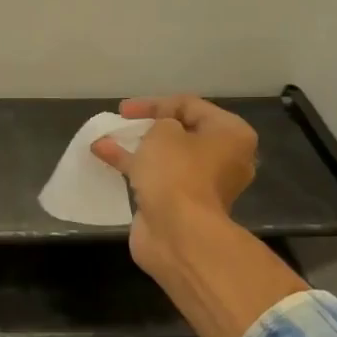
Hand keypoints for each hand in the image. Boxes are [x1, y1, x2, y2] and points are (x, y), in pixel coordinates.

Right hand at [90, 96, 257, 283]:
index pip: (190, 106)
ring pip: (166, 157)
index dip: (155, 103)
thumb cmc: (177, 173)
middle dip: (149, 126)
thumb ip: (159, 123)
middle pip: (182, 132)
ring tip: (109, 137)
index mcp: (231, 135)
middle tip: (125, 122)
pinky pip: (155, 177)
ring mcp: (201, 185)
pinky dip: (133, 166)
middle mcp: (223, 159)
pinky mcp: (180, 205)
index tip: (124, 110)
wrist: (178, 233)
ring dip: (138, 146)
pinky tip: (105, 156)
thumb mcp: (164, 132)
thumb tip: (158, 137)